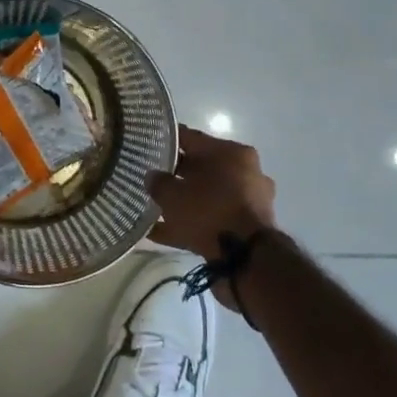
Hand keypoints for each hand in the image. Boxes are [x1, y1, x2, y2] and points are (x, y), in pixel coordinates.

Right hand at [145, 125, 277, 306]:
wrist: (246, 258)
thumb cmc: (209, 211)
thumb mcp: (173, 194)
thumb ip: (159, 182)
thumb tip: (152, 177)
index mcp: (232, 152)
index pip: (191, 138)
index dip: (167, 140)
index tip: (147, 143)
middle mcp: (245, 172)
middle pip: (202, 168)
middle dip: (176, 174)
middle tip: (150, 179)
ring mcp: (248, 201)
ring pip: (207, 196)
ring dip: (183, 202)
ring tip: (153, 209)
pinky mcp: (246, 227)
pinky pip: (211, 220)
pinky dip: (189, 224)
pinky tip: (161, 233)